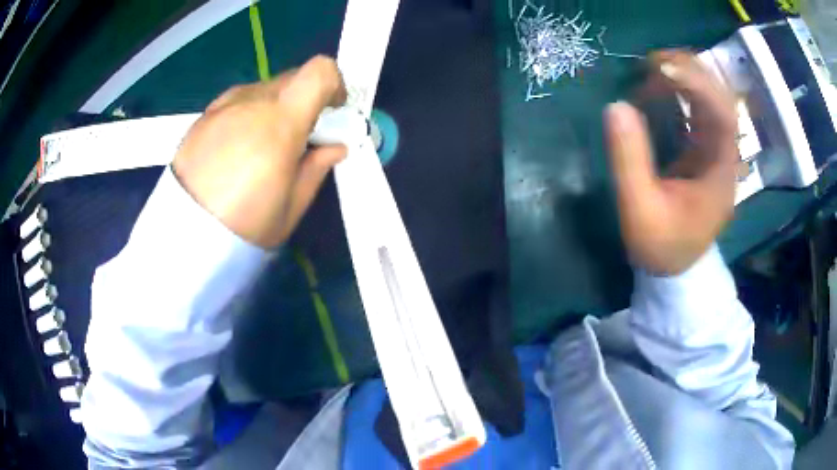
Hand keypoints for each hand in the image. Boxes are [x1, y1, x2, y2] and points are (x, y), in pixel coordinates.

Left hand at [173, 55, 346, 247]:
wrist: (183, 237)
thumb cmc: (243, 227)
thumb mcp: (291, 207)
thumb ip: (317, 168)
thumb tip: (334, 147)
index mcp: (280, 123)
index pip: (319, 72)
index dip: (333, 84)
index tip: (332, 109)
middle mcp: (251, 103)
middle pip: (291, 79)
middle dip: (302, 100)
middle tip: (296, 136)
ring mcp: (222, 107)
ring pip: (261, 89)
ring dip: (272, 108)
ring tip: (260, 147)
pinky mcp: (202, 117)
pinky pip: (235, 102)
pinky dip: (246, 115)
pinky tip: (234, 149)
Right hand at [605, 51, 737, 274]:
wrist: (676, 268)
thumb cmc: (661, 245)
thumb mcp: (639, 210)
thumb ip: (629, 160)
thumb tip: (616, 106)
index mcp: (720, 173)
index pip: (722, 115)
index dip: (697, 85)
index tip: (661, 70)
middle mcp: (725, 156)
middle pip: (721, 98)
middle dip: (690, 71)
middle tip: (651, 61)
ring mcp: (717, 151)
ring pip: (712, 98)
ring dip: (685, 77)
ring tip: (650, 70)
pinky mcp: (706, 149)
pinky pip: (699, 108)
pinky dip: (680, 91)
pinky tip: (657, 89)